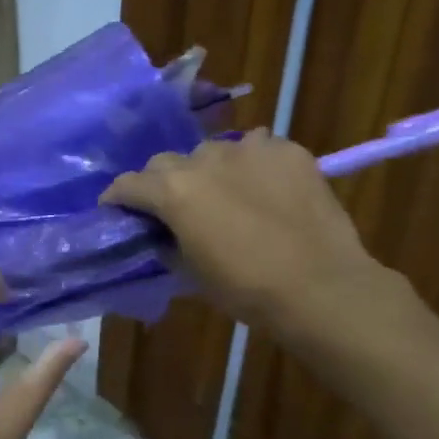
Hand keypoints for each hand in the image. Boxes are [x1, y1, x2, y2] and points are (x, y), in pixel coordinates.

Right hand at [101, 129, 407, 341]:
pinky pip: (258, 148)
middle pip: (167, 162)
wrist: (321, 287)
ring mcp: (249, 149)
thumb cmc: (247, 289)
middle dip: (162, 183)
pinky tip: (265, 189)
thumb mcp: (192, 273)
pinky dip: (253, 165)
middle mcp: (204, 160)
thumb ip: (168, 244)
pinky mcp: (287, 151)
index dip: (118, 198)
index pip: (129, 184)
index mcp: (173, 191)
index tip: (117, 209)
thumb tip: (162, 235)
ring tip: (226, 195)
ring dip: (209, 171)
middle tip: (174, 208)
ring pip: (214, 151)